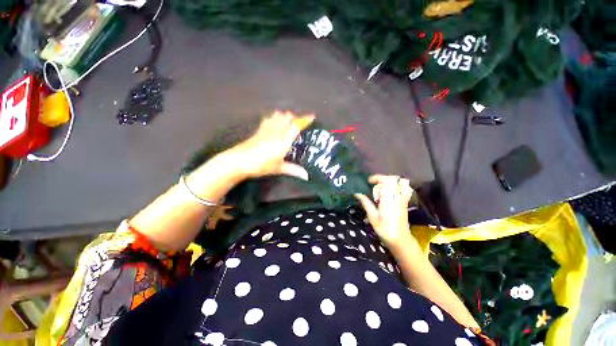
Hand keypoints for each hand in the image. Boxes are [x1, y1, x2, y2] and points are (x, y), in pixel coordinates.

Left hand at [228, 110, 314, 179]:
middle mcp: (277, 132)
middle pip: (287, 117)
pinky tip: (273, 122)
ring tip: (288, 121)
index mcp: (284, 141)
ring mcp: (266, 129)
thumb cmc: (262, 165)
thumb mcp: (279, 168)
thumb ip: (294, 170)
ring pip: (277, 116)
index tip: (312, 117)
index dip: (305, 120)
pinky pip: (268, 120)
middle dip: (294, 117)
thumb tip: (307, 176)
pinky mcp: (258, 130)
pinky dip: (274, 118)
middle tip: (299, 123)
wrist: (240, 161)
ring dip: (284, 116)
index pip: (296, 126)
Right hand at [354, 174, 417, 251]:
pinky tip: (390, 193)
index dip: (378, 178)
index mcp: (388, 200)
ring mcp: (403, 199)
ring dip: (392, 182)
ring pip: (402, 183)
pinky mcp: (405, 203)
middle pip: (394, 180)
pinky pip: (405, 189)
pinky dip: (398, 186)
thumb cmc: (384, 230)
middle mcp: (397, 197)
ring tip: (383, 188)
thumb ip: (366, 203)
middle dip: (383, 179)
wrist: (400, 240)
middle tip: (375, 187)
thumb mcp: (372, 217)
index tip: (369, 181)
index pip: (386, 181)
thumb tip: (357, 193)